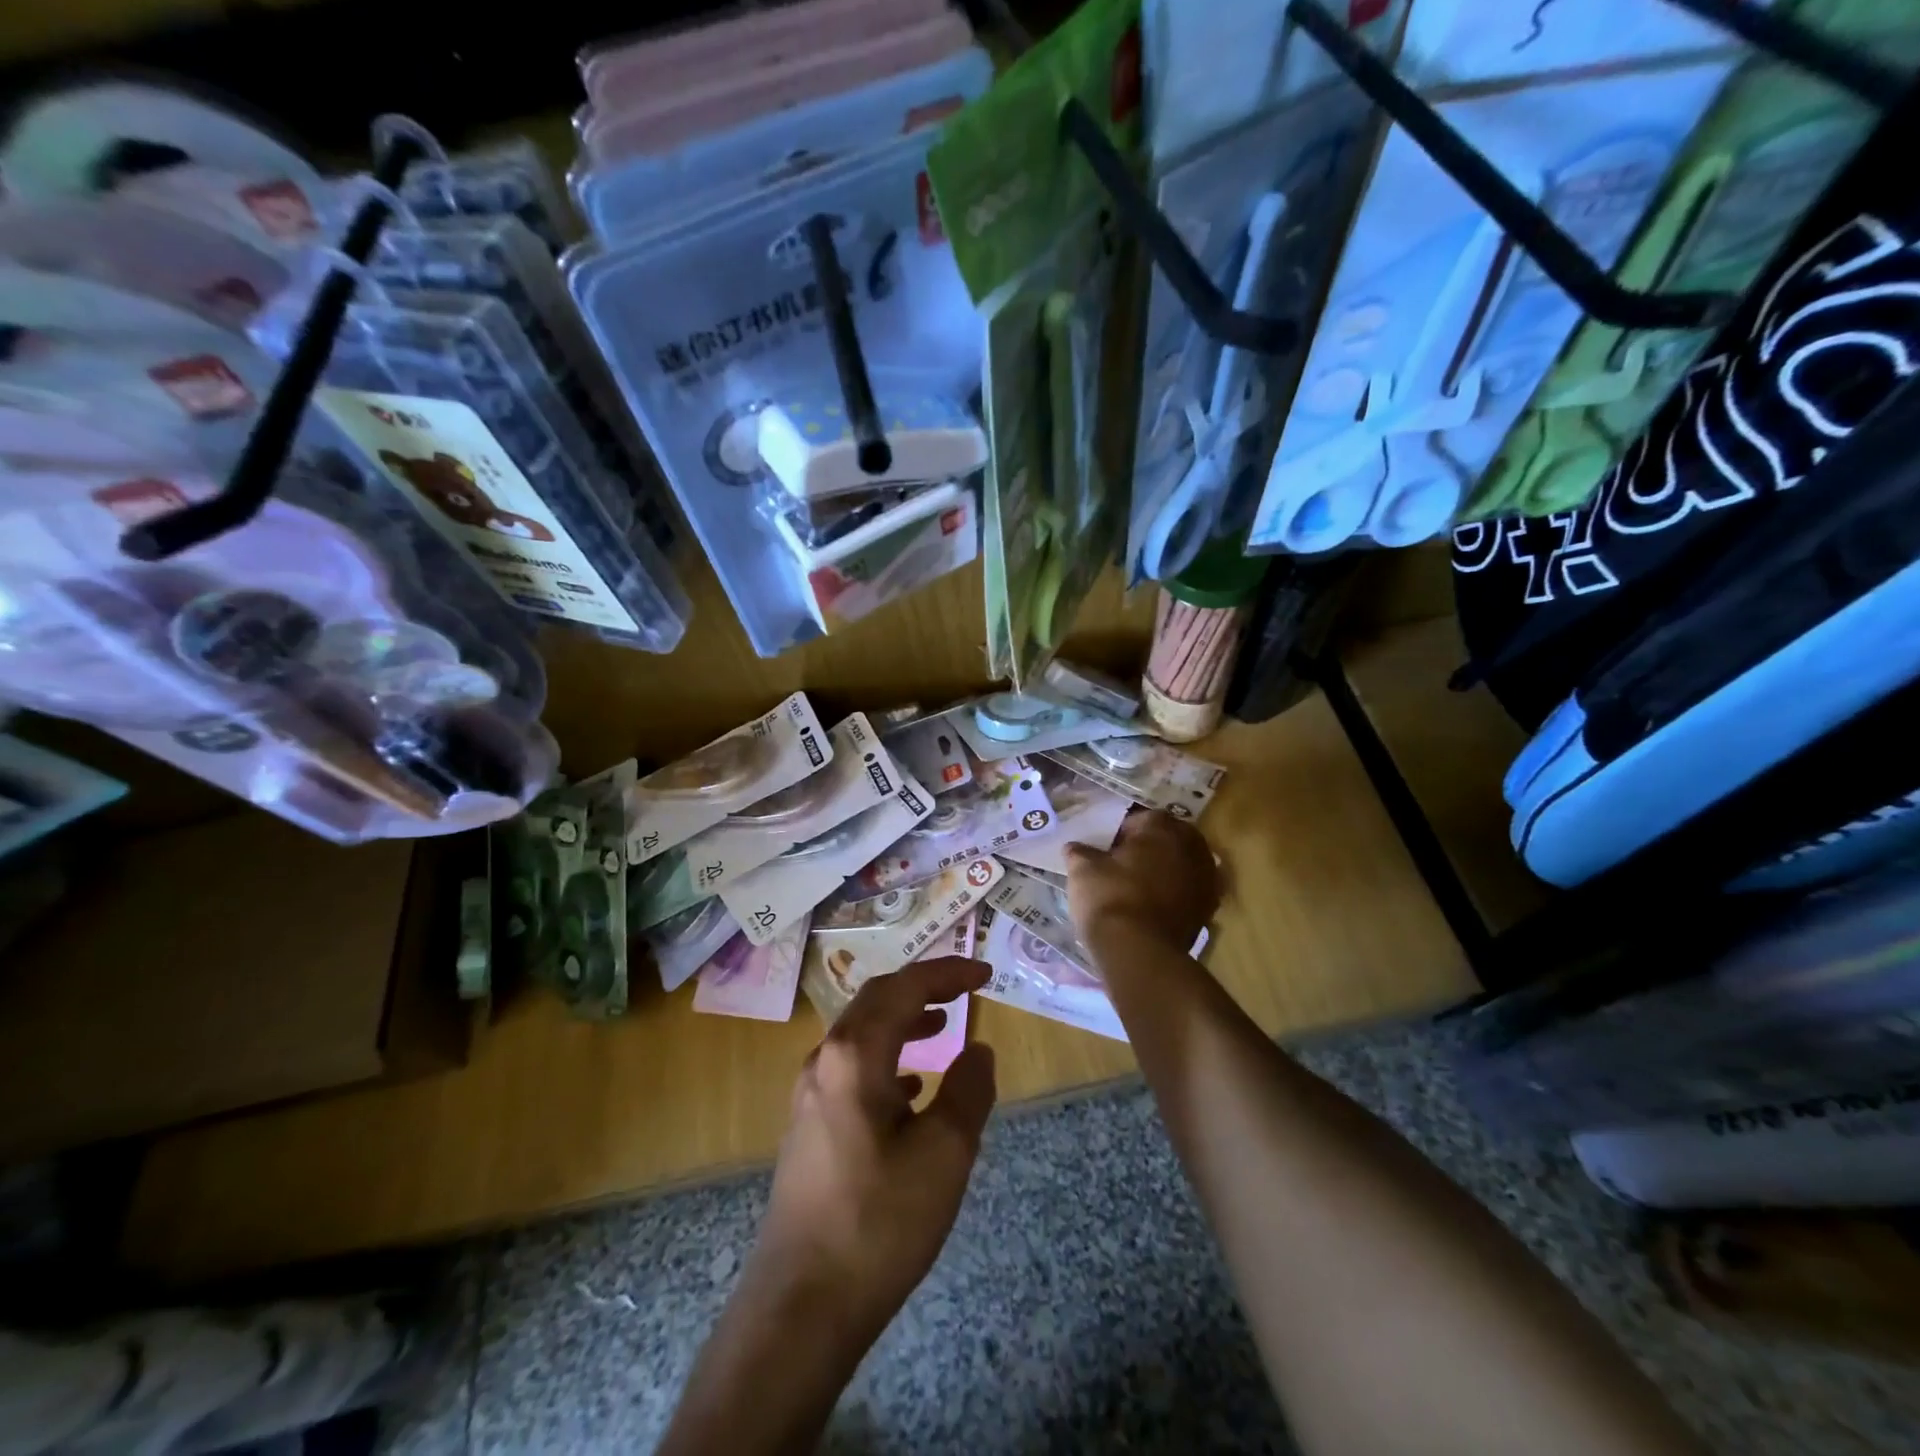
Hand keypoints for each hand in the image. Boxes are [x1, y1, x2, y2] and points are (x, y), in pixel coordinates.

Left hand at [748, 957, 997, 1351]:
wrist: (801, 1304)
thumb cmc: (878, 1221)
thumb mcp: (945, 1154)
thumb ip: (969, 1090)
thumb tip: (977, 1049)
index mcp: (856, 1054)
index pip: (904, 988)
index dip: (947, 973)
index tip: (984, 973)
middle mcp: (826, 1060)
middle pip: (876, 1000)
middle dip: (923, 987)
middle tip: (964, 989)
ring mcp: (810, 1093)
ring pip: (862, 1033)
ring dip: (903, 1020)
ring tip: (941, 1025)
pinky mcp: (808, 1124)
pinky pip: (852, 1067)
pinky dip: (886, 1058)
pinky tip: (909, 1088)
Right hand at [1066, 809, 1219, 953]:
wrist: (1139, 952)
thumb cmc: (1109, 897)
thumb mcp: (1083, 869)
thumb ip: (1080, 852)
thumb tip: (1074, 848)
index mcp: (1162, 828)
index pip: (1141, 819)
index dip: (1122, 832)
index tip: (1107, 848)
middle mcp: (1191, 847)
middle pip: (1169, 838)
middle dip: (1150, 848)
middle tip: (1124, 863)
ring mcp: (1205, 879)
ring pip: (1182, 865)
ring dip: (1166, 870)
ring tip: (1139, 885)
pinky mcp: (1208, 909)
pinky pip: (1189, 891)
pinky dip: (1175, 894)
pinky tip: (1153, 905)